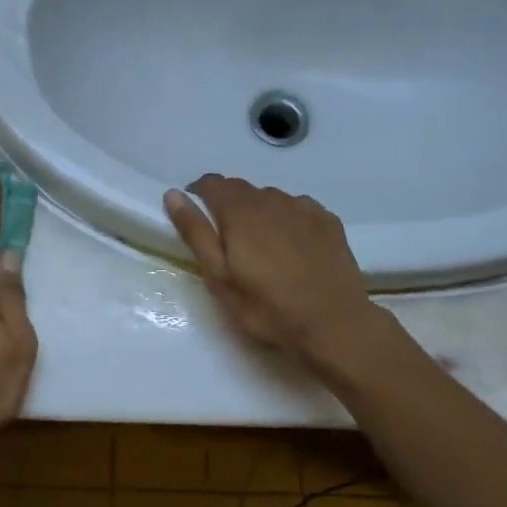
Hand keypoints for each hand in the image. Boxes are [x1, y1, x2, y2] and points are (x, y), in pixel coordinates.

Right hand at [164, 175, 388, 367]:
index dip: (199, 193)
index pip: (212, 183)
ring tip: (261, 246)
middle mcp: (271, 199)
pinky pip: (299, 208)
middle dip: (227, 204)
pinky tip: (292, 246)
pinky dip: (287, 219)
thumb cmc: (267, 307)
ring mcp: (304, 208)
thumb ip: (195, 232)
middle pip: (241, 189)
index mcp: (240, 211)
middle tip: (227, 240)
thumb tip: (173, 194)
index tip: (196, 215)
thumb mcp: (219, 277)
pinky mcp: (328, 221)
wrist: (334, 324)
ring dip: (259, 211)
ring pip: (271, 198)